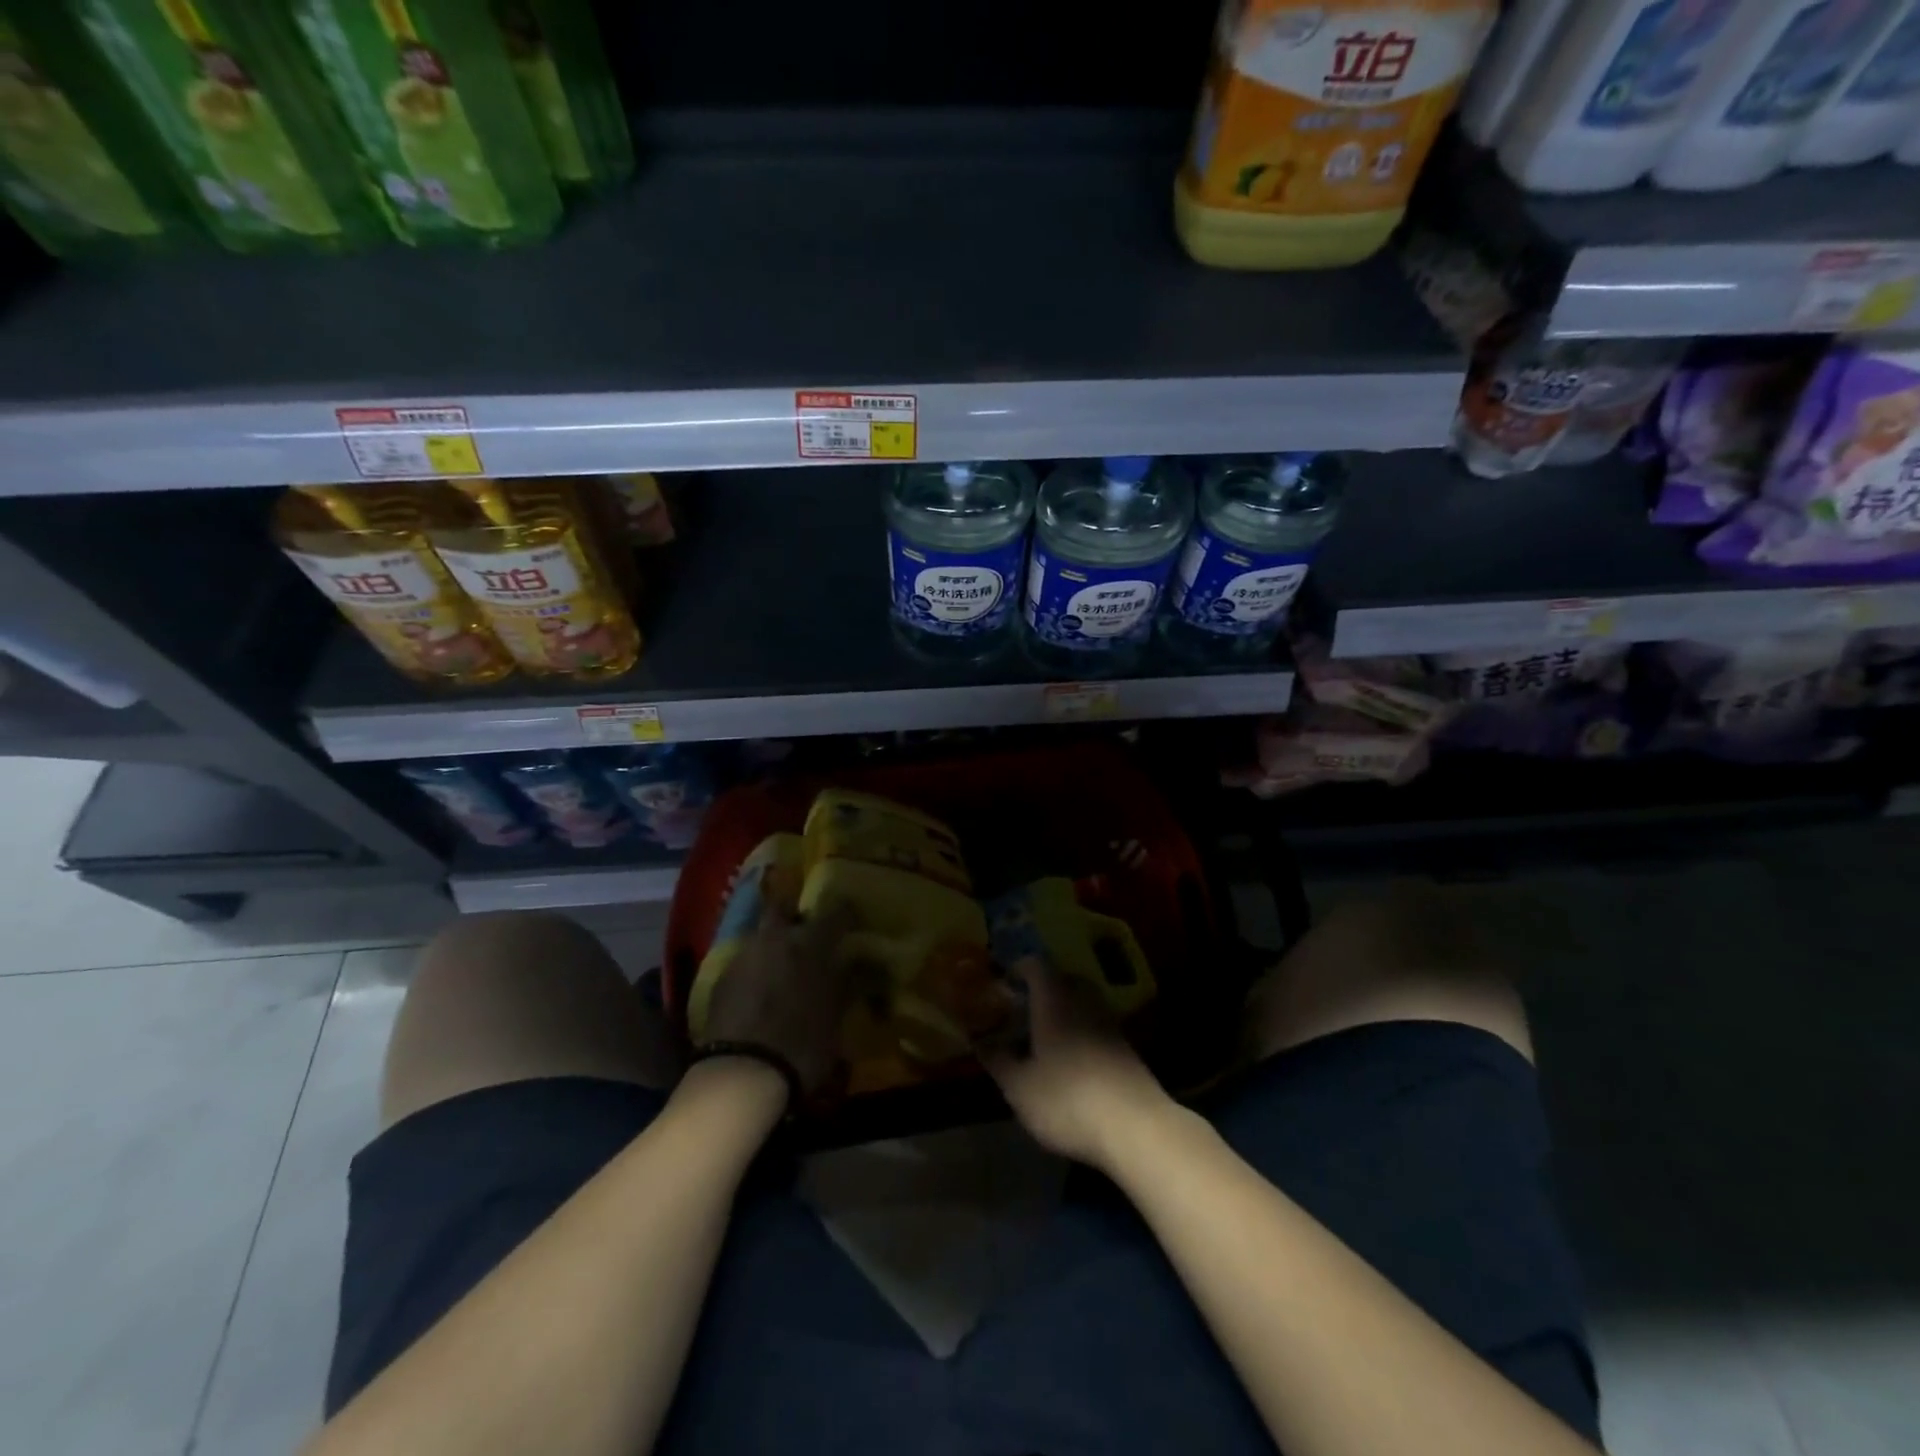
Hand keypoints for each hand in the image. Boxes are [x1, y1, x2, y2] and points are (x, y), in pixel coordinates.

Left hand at [698, 896, 855, 1094]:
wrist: (741, 1074)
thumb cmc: (802, 1043)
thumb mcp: (836, 1017)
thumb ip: (845, 984)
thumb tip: (853, 966)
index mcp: (809, 942)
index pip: (835, 913)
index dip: (846, 914)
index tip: (852, 920)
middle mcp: (775, 938)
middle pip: (782, 908)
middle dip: (794, 914)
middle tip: (806, 932)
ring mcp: (743, 956)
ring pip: (761, 936)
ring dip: (773, 945)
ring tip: (784, 967)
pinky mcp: (721, 979)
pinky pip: (746, 962)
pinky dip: (757, 969)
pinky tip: (762, 990)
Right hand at [984, 957, 1173, 1170]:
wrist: (1135, 1127)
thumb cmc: (1066, 1098)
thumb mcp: (1019, 1086)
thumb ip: (997, 1060)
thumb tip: (979, 1041)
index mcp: (1054, 999)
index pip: (1034, 965)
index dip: (1016, 969)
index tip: (1000, 984)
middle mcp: (1084, 1000)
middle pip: (1061, 980)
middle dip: (1039, 991)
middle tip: (1018, 1011)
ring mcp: (1109, 1022)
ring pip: (1080, 1003)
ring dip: (1061, 1012)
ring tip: (1041, 1037)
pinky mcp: (1126, 1047)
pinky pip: (1095, 1025)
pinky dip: (1079, 1032)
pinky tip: (1069, 1061)